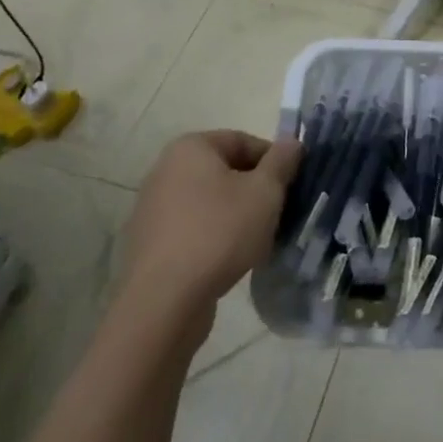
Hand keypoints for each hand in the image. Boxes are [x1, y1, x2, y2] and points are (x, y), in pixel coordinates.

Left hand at [123, 130, 302, 317]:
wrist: (165, 300)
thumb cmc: (220, 232)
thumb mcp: (265, 192)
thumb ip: (282, 161)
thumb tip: (292, 142)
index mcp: (190, 148)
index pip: (243, 140)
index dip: (273, 160)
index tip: (291, 186)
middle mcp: (165, 169)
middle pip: (225, 171)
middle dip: (255, 189)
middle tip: (278, 213)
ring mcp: (152, 207)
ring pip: (210, 201)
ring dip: (236, 214)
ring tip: (257, 239)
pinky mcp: (150, 242)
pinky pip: (193, 227)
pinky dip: (214, 235)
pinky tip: (230, 258)